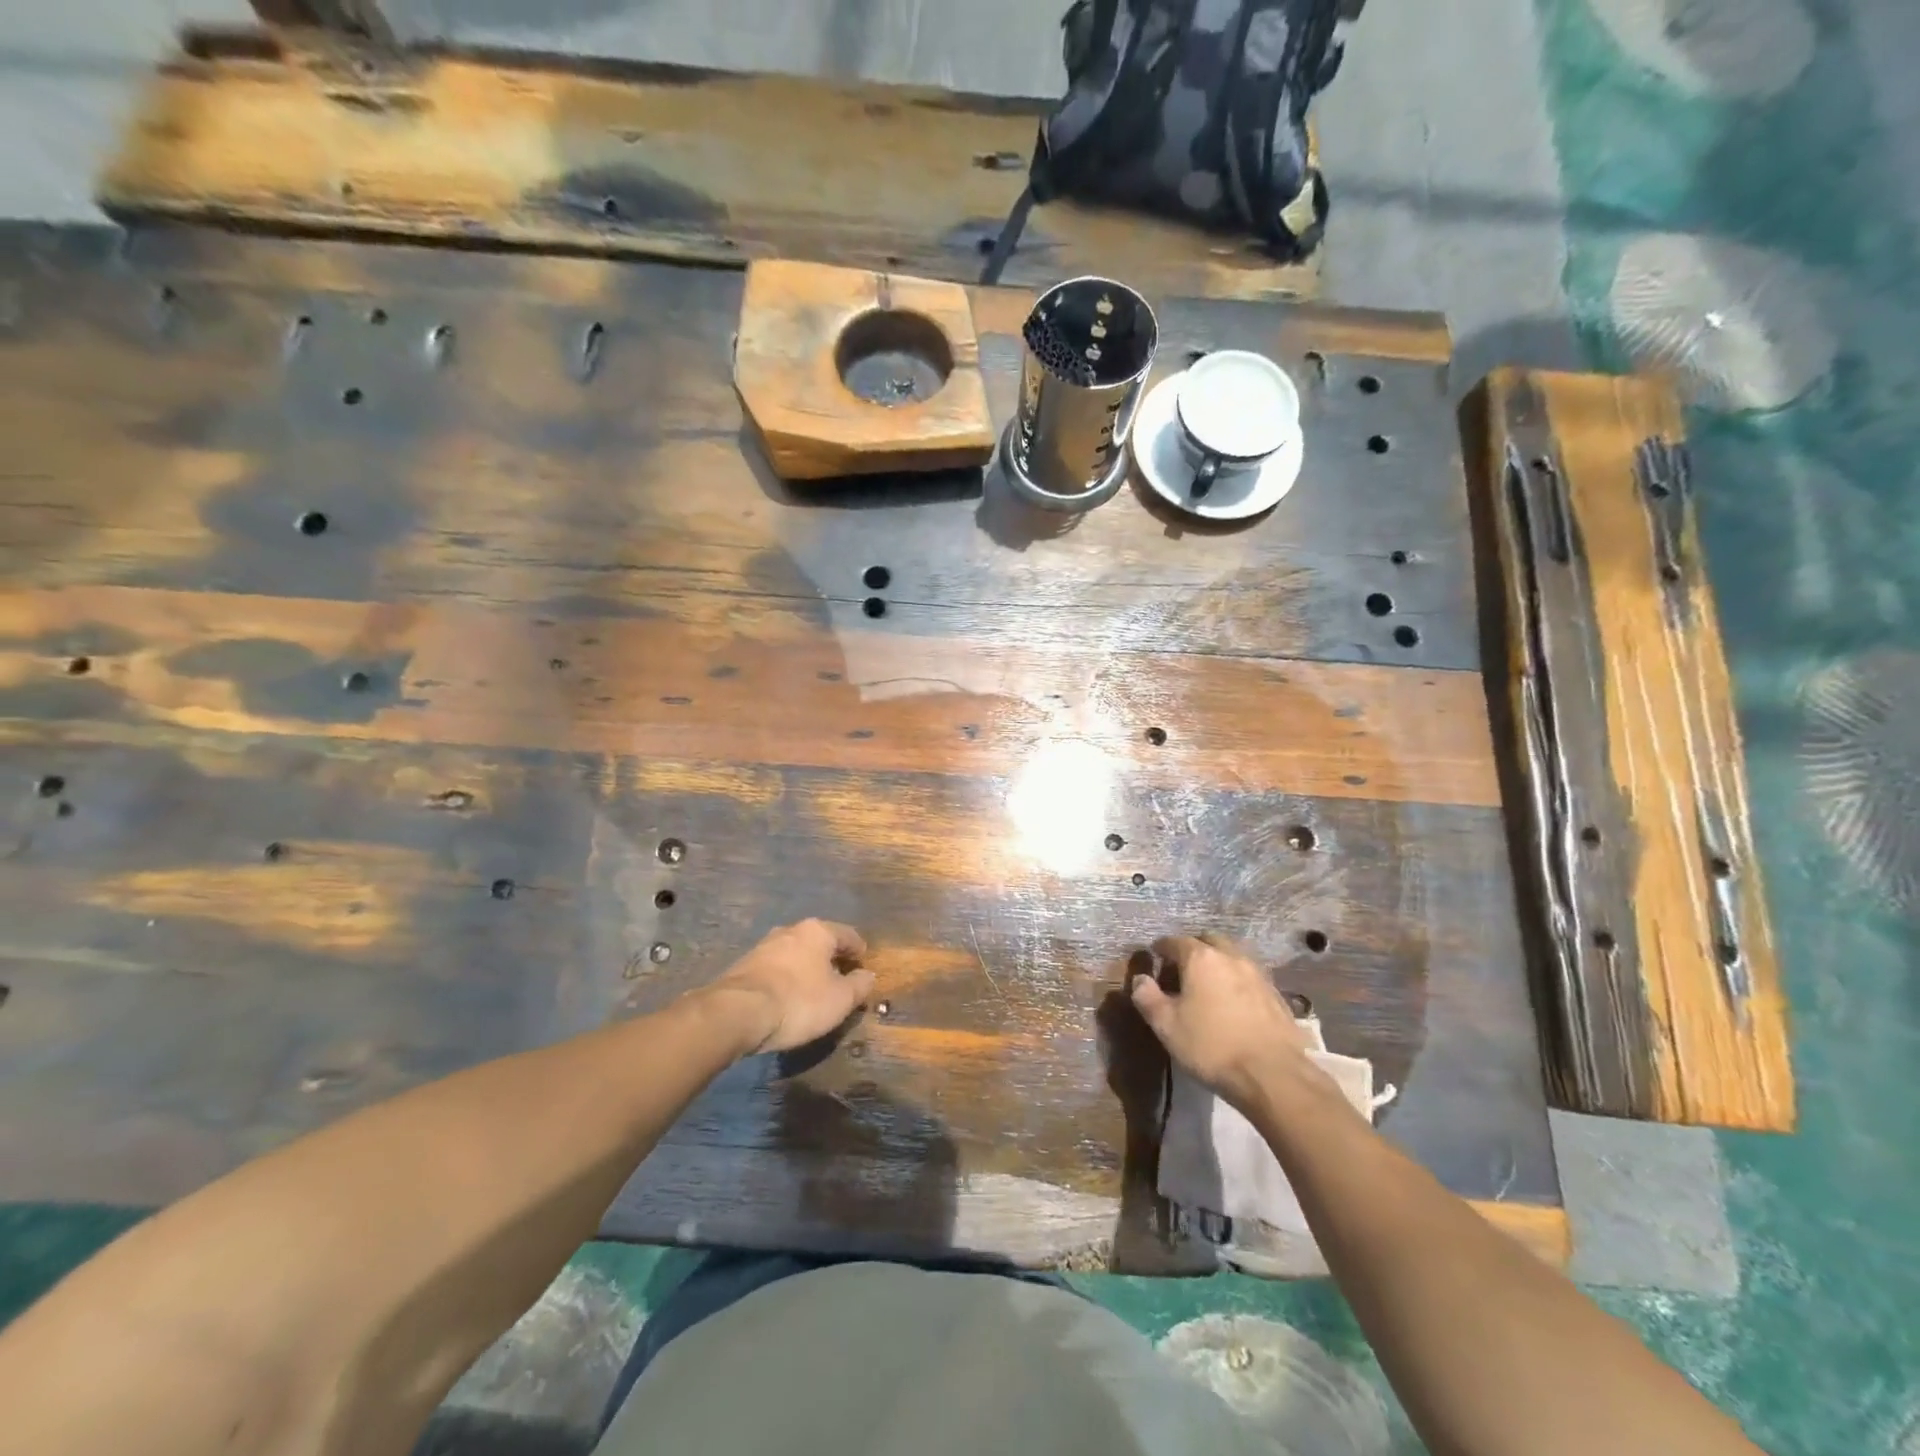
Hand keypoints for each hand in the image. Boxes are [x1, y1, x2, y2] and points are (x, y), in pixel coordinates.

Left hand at [698, 919, 873, 1054]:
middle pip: (820, 942)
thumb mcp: (840, 999)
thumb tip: (868, 975)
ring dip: (807, 969)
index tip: (864, 968)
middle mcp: (790, 930)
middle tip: (841, 981)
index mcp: (818, 931)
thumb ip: (860, 985)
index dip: (860, 952)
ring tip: (814, 991)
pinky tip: (788, 998)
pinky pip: (776, 969)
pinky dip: (787, 979)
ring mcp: (764, 946)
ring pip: (795, 954)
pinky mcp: (744, 966)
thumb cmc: (799, 1001)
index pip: (848, 935)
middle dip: (831, 959)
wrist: (737, 1013)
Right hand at [1130, 934, 1311, 1112]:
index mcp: (1201, 958)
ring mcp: (1258, 975)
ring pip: (1233, 957)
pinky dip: (1237, 982)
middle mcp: (1231, 957)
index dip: (1162, 948)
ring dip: (1218, 964)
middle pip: (1208, 942)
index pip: (1175, 941)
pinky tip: (1234, 1004)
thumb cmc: (1211, 1046)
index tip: (1155, 958)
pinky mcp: (1277, 996)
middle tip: (1182, 969)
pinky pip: (1250, 978)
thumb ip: (1147, 997)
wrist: (1273, 1076)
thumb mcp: (1167, 1026)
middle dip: (1193, 949)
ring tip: (1208, 986)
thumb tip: (1140, 979)